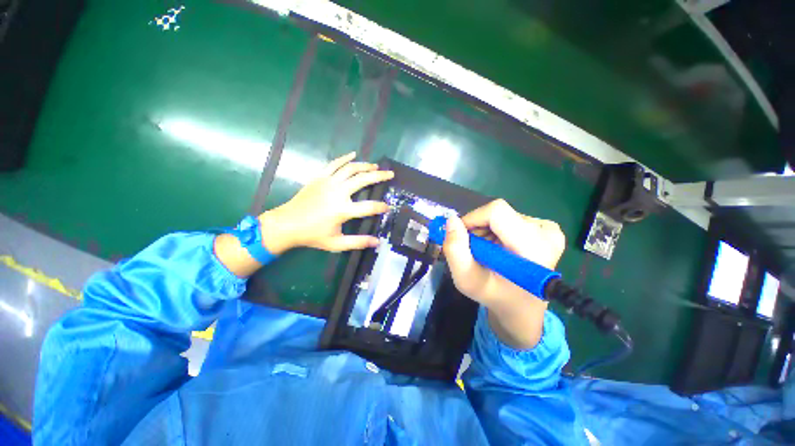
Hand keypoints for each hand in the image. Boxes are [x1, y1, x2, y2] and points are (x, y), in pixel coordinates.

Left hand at [259, 152, 393, 253]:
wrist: (287, 224)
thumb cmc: (313, 235)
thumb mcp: (336, 243)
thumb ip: (358, 242)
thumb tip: (377, 242)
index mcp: (343, 210)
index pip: (369, 207)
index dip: (381, 207)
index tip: (388, 207)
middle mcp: (338, 192)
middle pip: (363, 180)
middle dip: (379, 176)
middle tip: (390, 174)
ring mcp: (328, 182)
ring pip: (351, 169)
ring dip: (365, 166)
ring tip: (376, 166)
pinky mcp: (320, 177)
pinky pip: (334, 163)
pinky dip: (345, 158)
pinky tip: (353, 154)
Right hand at [442, 199, 564, 347]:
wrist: (522, 307)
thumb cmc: (494, 295)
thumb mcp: (467, 280)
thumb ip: (455, 250)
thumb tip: (452, 220)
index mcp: (533, 248)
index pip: (496, 211)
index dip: (473, 219)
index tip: (462, 236)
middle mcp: (547, 234)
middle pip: (498, 213)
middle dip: (478, 227)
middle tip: (475, 250)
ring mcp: (550, 230)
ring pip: (503, 214)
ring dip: (486, 230)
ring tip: (488, 251)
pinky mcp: (548, 229)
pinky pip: (512, 218)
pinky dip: (498, 229)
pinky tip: (499, 246)